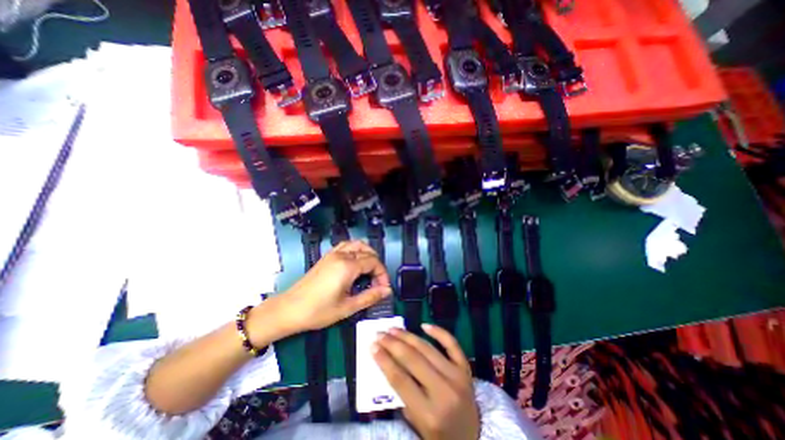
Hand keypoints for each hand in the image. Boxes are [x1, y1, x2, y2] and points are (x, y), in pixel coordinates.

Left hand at [252, 240, 391, 337]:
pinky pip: (346, 246)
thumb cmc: (318, 311)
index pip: (373, 262)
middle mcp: (341, 255)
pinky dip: (355, 250)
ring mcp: (333, 254)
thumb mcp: (347, 307)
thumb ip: (370, 297)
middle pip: (367, 251)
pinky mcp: (326, 256)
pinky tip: (355, 263)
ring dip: (367, 254)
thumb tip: (387, 291)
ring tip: (369, 270)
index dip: (382, 274)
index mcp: (347, 266)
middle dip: (376, 265)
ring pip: (357, 244)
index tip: (383, 288)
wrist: (289, 309)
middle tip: (377, 282)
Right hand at [372, 322, 478, 439]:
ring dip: (408, 336)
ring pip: (427, 349)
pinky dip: (438, 332)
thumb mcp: (417, 425)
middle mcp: (444, 392)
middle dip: (392, 344)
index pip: (400, 380)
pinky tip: (424, 325)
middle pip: (413, 360)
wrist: (473, 438)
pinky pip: (452, 344)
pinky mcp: (465, 368)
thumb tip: (387, 362)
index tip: (372, 346)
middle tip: (379, 333)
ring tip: (393, 329)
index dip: (384, 360)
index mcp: (429, 414)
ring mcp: (457, 376)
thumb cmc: (440, 434)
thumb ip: (402, 396)